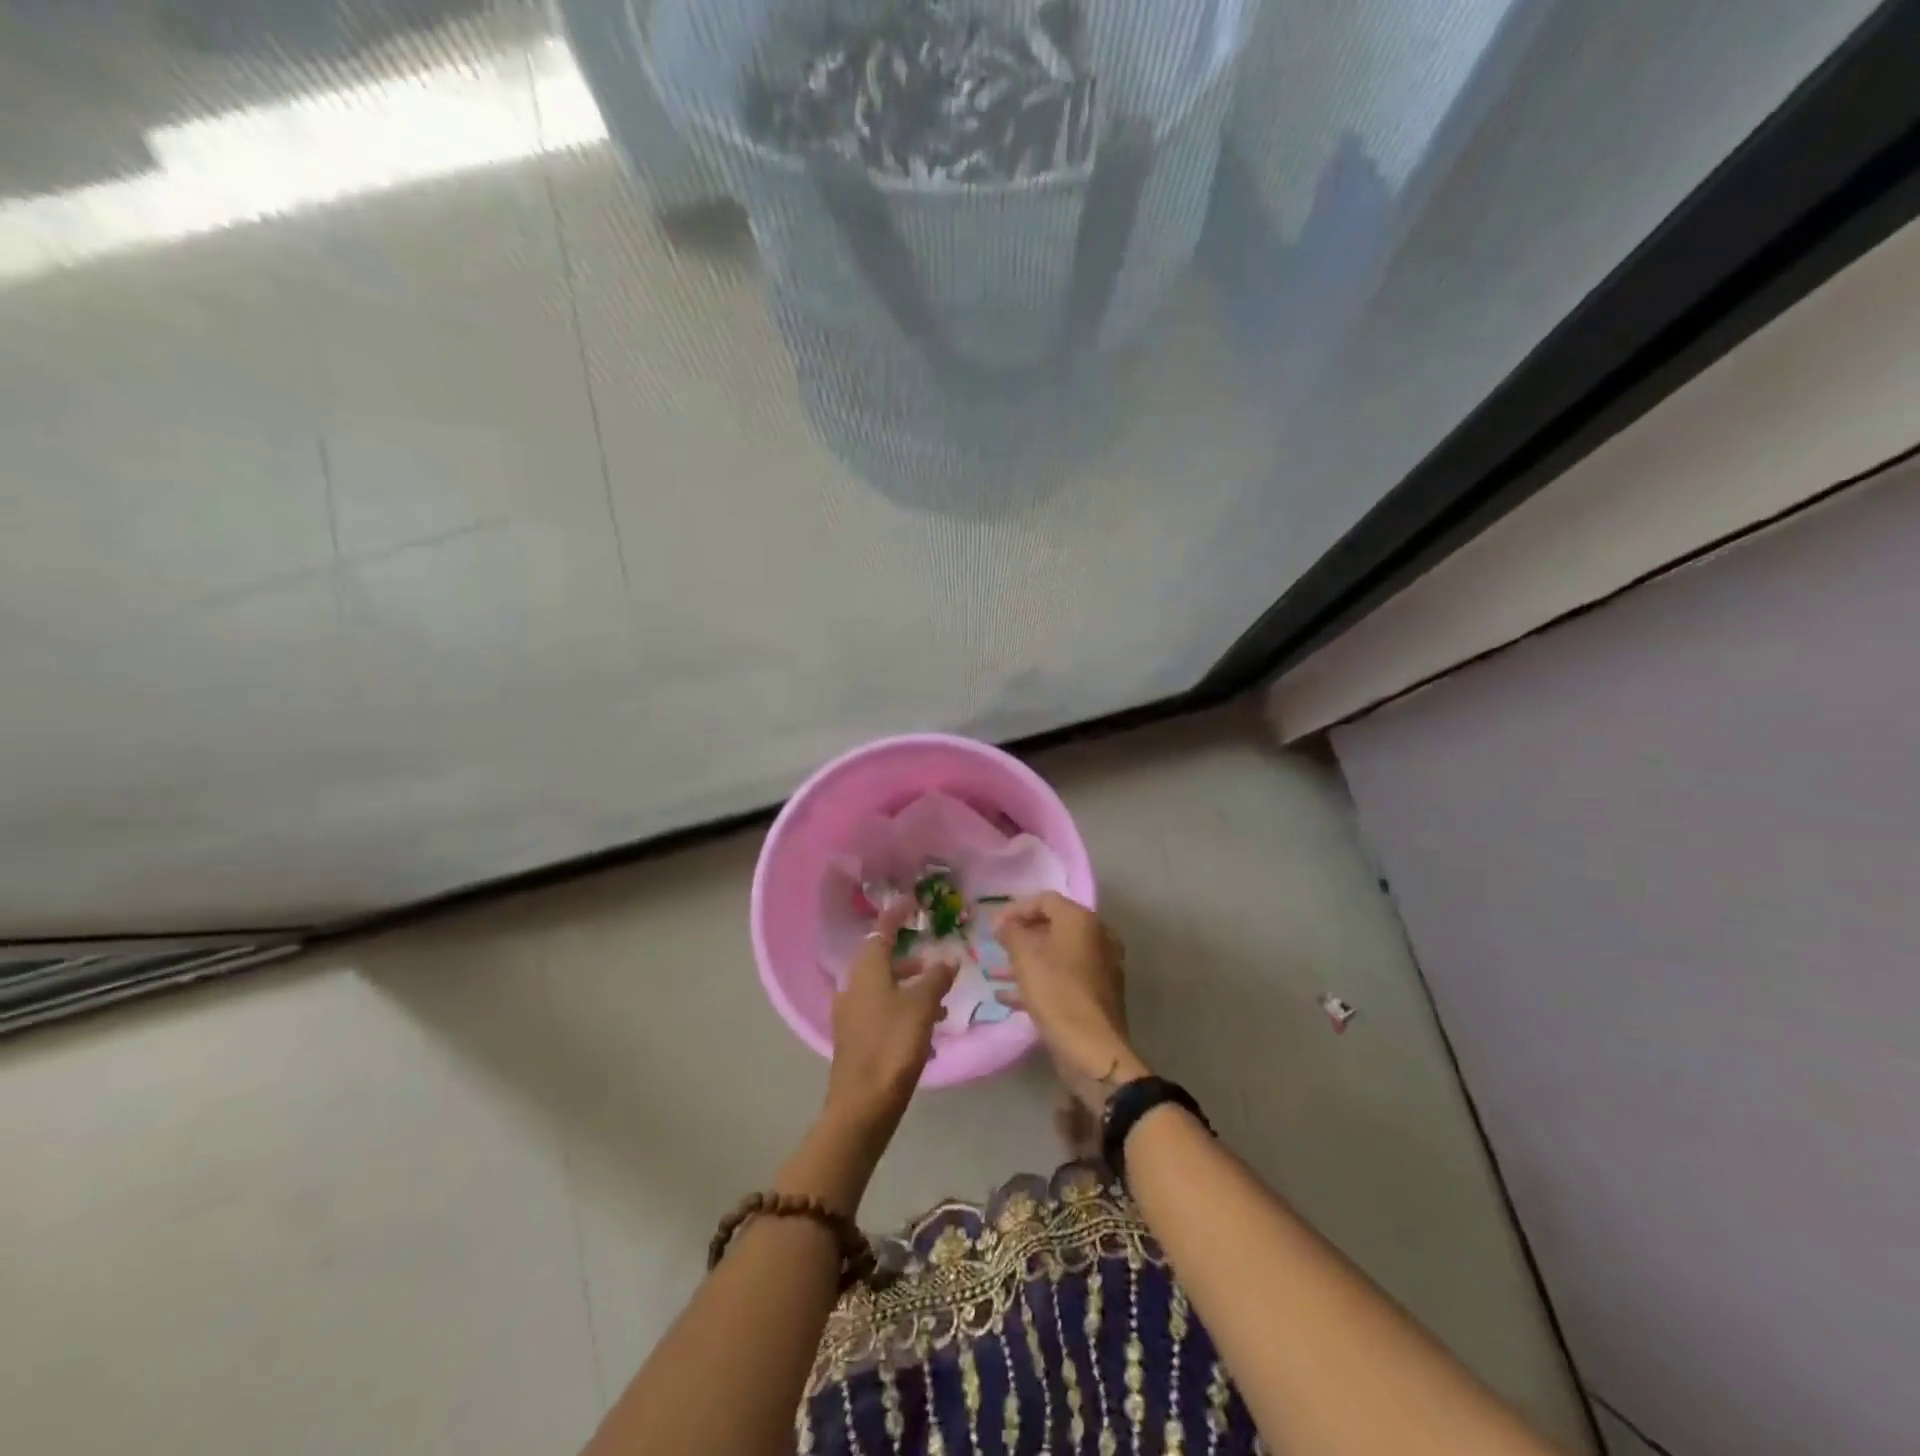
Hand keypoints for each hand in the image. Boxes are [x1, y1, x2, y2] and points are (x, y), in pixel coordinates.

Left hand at [824, 901, 957, 1138]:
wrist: (862, 1106)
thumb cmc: (892, 1046)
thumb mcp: (921, 1007)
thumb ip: (936, 978)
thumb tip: (948, 958)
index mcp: (866, 972)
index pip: (881, 931)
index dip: (896, 915)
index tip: (911, 901)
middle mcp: (854, 987)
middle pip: (882, 960)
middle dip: (909, 957)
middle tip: (934, 955)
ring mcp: (852, 1014)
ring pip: (884, 987)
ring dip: (910, 986)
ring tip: (941, 996)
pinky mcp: (856, 1038)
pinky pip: (883, 1010)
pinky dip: (904, 1008)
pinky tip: (927, 1026)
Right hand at [990, 893, 1146, 1112]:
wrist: (1093, 1050)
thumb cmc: (1057, 994)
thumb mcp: (1025, 958)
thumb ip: (1011, 933)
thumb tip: (1003, 923)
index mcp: (1082, 920)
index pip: (1045, 900)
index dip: (1016, 909)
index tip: (993, 926)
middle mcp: (1097, 937)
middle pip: (1053, 926)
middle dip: (1021, 935)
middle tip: (996, 946)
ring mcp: (1100, 967)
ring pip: (1057, 954)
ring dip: (1027, 960)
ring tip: (997, 972)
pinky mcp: (1097, 994)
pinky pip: (1063, 977)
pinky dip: (1039, 980)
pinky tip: (1008, 997)